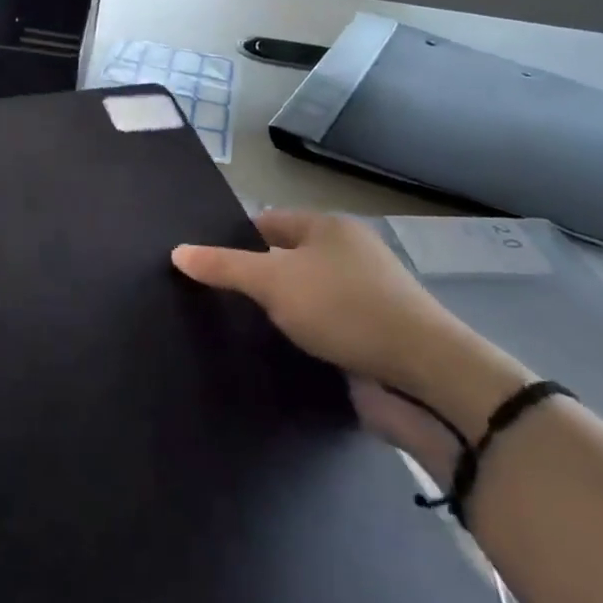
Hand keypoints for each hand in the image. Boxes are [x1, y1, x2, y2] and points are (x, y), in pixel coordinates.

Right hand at [172, 210, 528, 476]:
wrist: (424, 379)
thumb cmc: (345, 309)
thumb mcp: (274, 280)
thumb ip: (224, 266)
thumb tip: (178, 252)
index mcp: (329, 229)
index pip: (266, 222)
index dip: (232, 237)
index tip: (200, 260)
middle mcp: (346, 258)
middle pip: (282, 261)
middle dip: (249, 279)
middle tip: (203, 295)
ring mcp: (360, 302)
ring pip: (299, 301)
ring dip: (272, 316)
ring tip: (222, 327)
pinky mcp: (366, 343)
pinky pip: (317, 334)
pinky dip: (294, 343)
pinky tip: (262, 355)